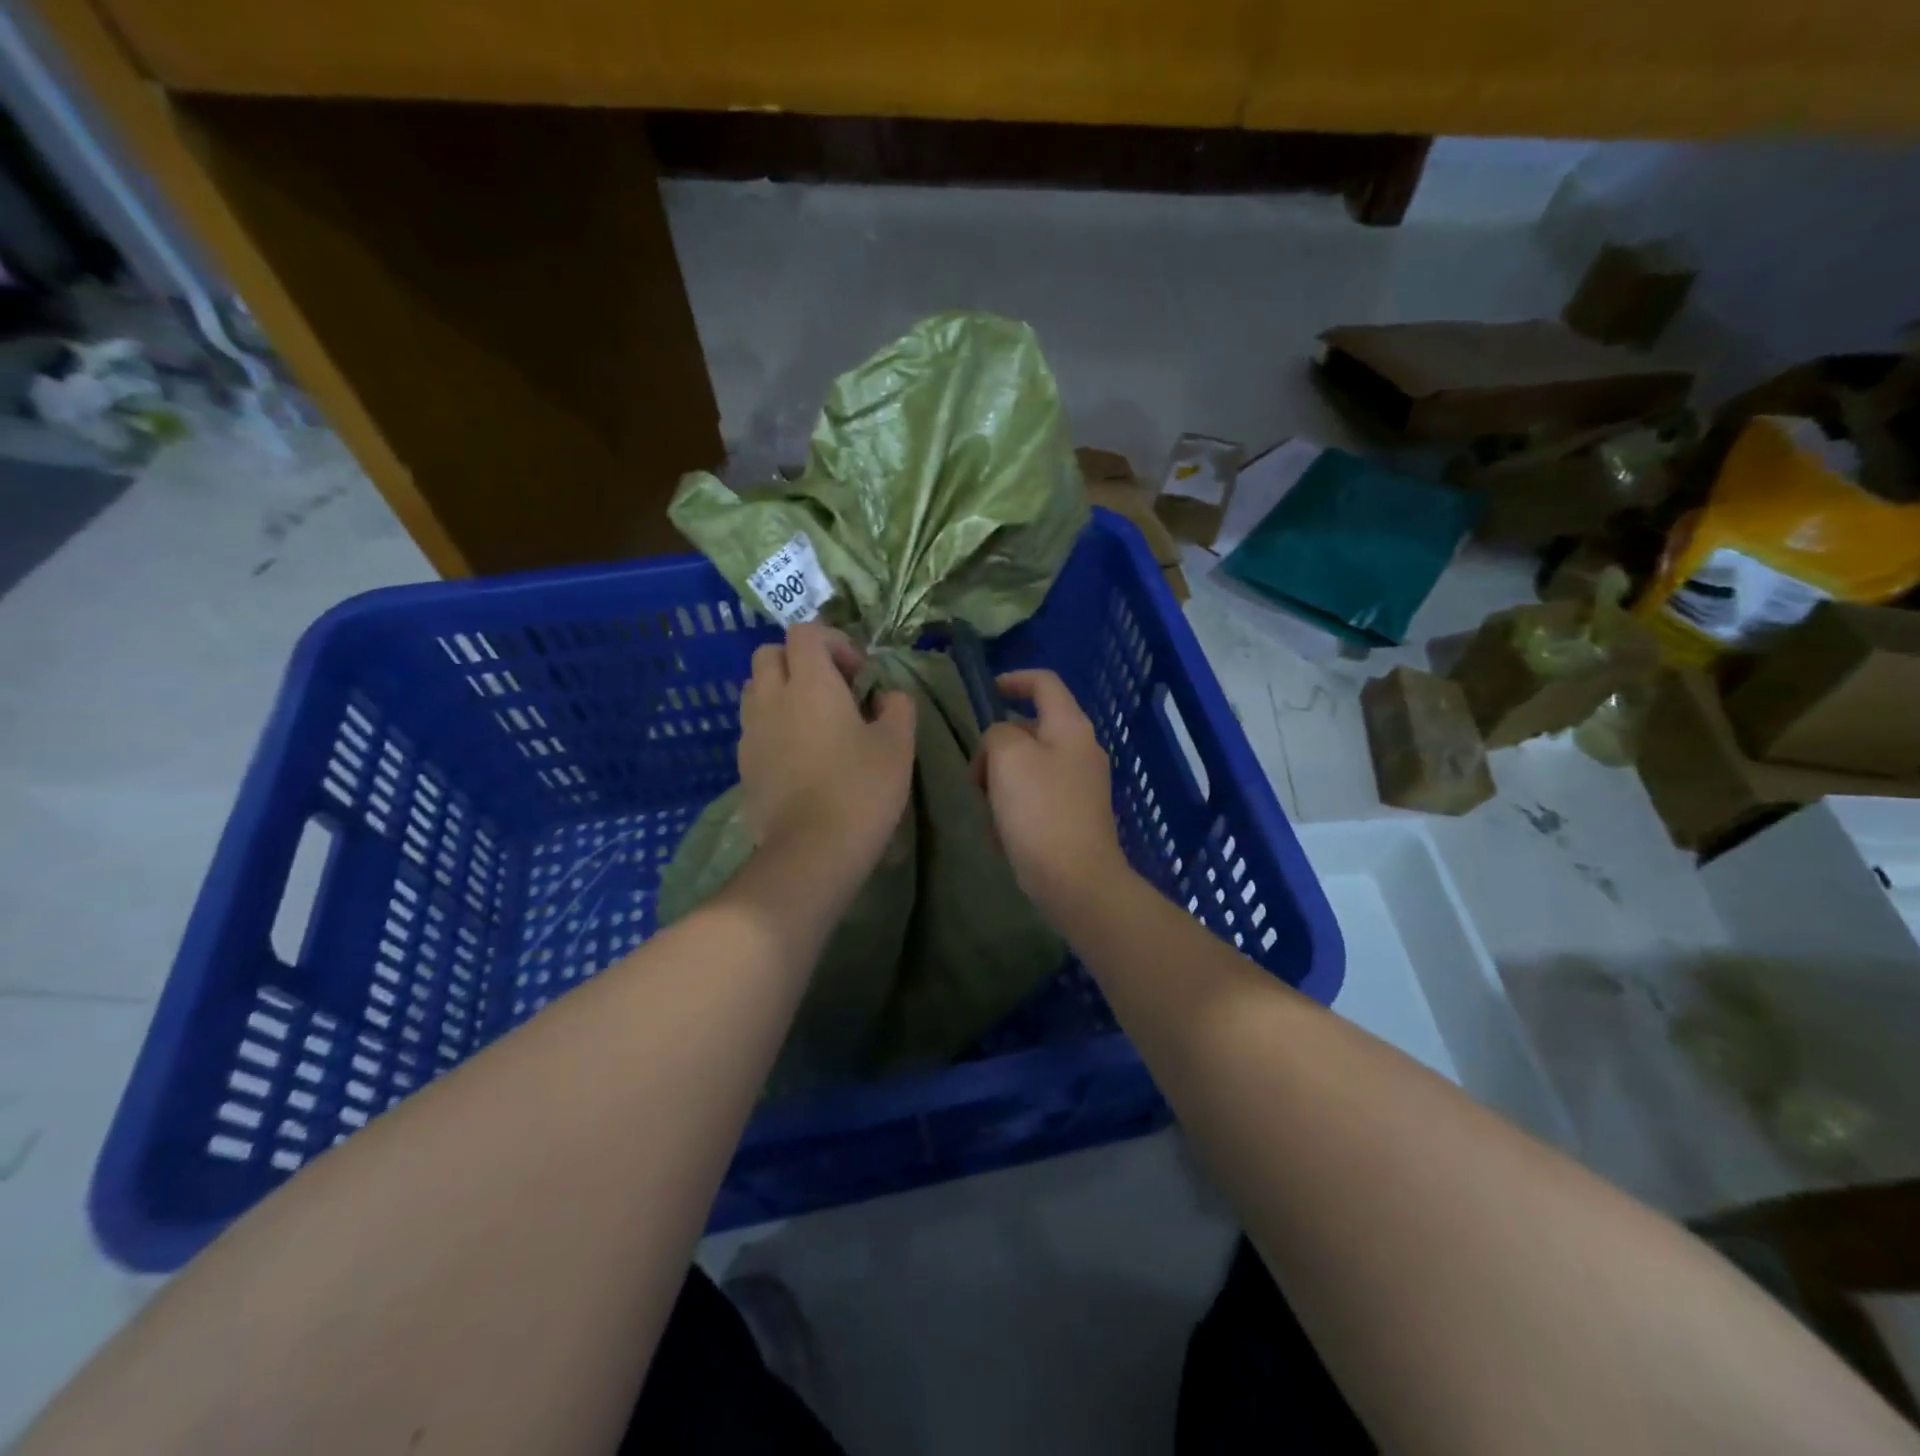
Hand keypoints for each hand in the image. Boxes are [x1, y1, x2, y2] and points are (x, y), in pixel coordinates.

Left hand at [737, 622, 915, 884]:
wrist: (811, 851)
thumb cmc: (861, 790)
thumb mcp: (898, 745)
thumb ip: (897, 706)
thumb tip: (887, 696)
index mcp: (810, 683)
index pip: (806, 632)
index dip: (835, 642)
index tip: (859, 674)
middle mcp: (772, 697)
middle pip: (770, 653)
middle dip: (800, 660)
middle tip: (833, 690)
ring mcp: (751, 731)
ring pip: (756, 688)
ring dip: (782, 690)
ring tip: (814, 720)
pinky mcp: (743, 764)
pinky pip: (754, 725)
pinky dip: (773, 724)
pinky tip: (800, 755)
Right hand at [974, 670, 1127, 915]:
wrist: (1075, 881)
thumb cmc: (1040, 811)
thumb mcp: (1007, 757)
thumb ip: (998, 733)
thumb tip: (1002, 742)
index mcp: (1070, 727)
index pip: (1044, 683)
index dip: (1013, 679)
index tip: (987, 693)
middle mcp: (1081, 750)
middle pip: (1030, 729)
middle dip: (997, 747)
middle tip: (977, 775)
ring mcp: (1080, 785)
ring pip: (1028, 767)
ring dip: (1001, 782)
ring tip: (989, 811)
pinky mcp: (1074, 816)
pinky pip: (1035, 797)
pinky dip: (1014, 807)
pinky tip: (1003, 834)